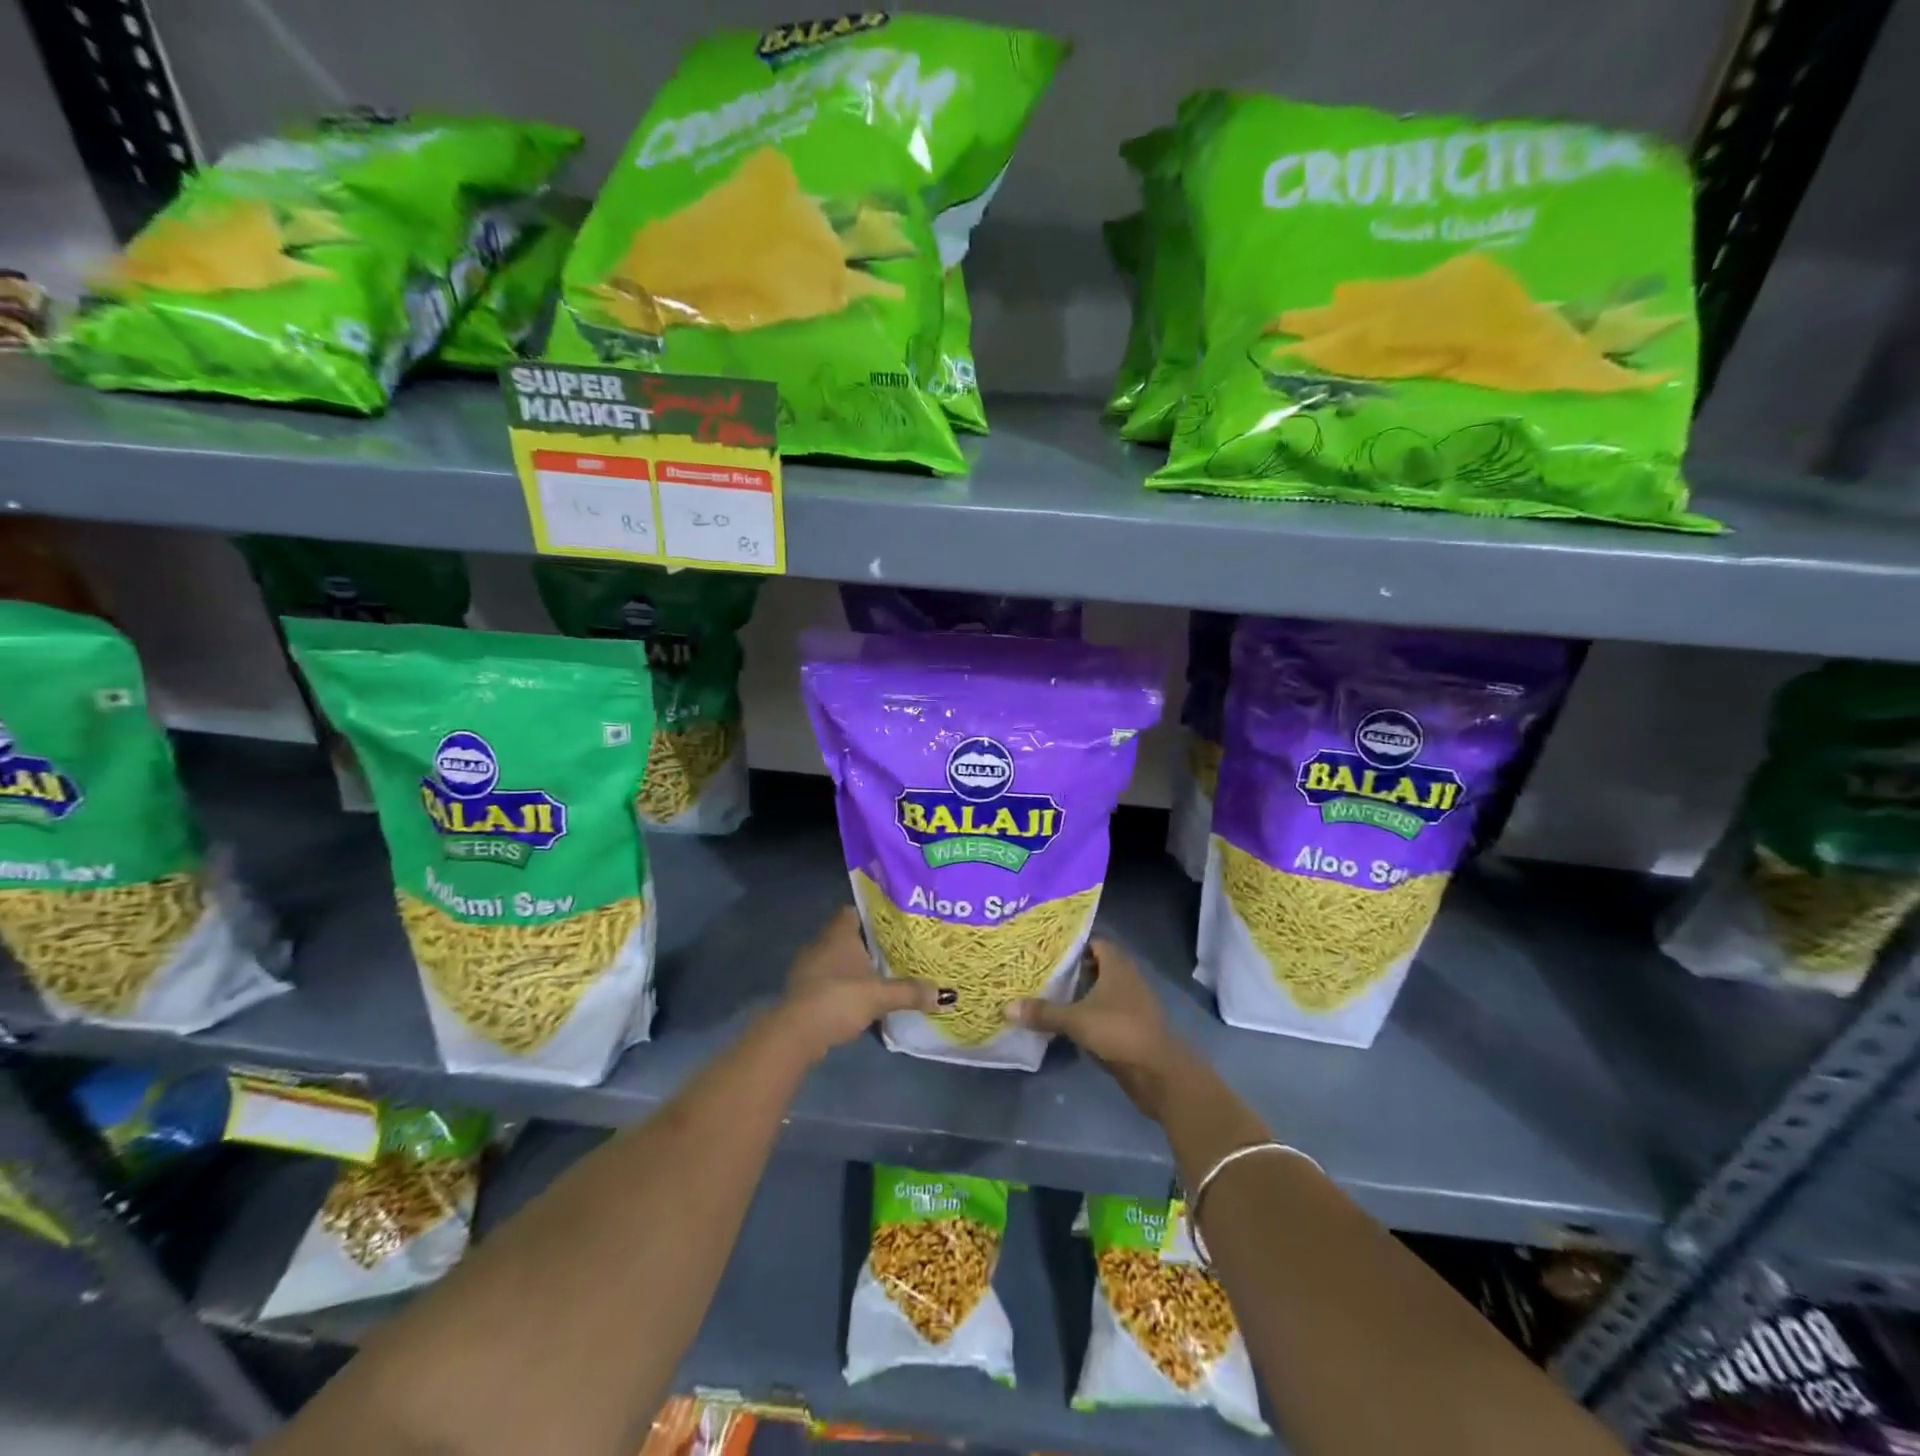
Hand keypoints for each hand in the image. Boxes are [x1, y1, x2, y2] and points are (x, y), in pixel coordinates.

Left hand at [778, 906, 936, 1061]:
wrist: (797, 1032)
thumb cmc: (839, 998)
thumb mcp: (880, 996)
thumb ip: (911, 992)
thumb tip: (947, 995)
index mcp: (838, 933)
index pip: (852, 910)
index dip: (870, 915)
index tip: (890, 924)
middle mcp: (819, 944)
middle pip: (845, 935)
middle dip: (865, 943)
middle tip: (891, 950)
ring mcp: (807, 967)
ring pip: (834, 958)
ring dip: (851, 967)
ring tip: (877, 975)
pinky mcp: (801, 990)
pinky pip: (825, 979)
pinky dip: (839, 985)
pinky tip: (855, 998)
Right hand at [1005, 938, 1185, 1117]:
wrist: (1159, 1072)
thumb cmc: (1119, 1031)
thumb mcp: (1076, 1020)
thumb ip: (1043, 1012)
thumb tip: (1006, 1006)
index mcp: (1117, 965)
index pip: (1094, 942)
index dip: (1073, 944)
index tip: (1047, 948)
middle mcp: (1126, 979)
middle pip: (1096, 966)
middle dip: (1072, 969)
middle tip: (1040, 971)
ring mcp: (1131, 1004)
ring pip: (1101, 991)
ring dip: (1080, 993)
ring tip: (1048, 994)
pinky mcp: (1131, 1027)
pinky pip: (1105, 1013)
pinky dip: (1089, 1014)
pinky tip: (1067, 1022)